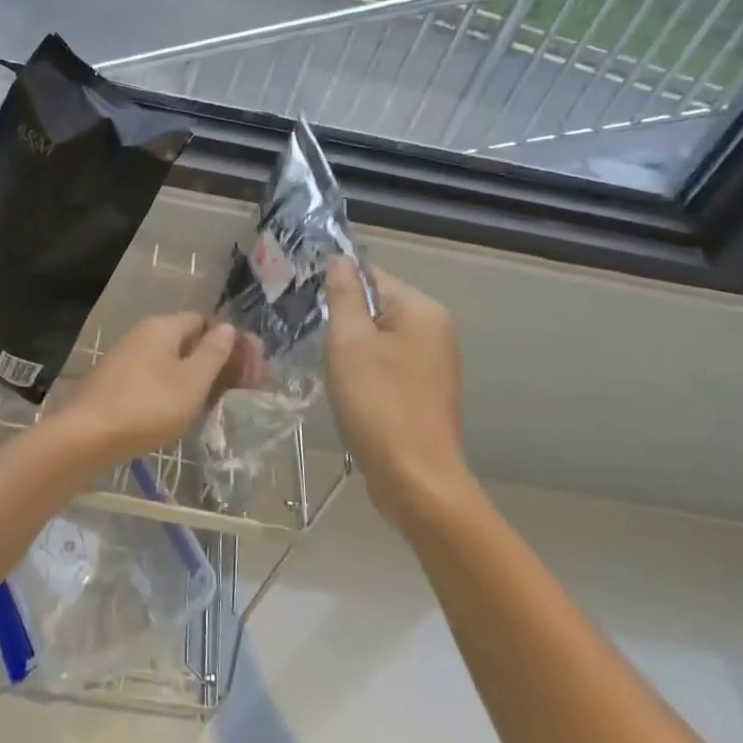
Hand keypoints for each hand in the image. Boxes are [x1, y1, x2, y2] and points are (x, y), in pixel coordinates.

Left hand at [53, 313, 242, 467]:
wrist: (87, 436)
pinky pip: (154, 377)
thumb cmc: (148, 406)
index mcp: (162, 327)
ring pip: (171, 361)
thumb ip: (213, 353)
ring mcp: (126, 358)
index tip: (249, 367)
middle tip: (239, 388)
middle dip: (215, 360)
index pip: (203, 321)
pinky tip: (180, 411)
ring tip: (214, 403)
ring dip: (195, 377)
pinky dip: (173, 388)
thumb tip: (228, 327)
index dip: (229, 341)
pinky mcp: (116, 382)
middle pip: (187, 340)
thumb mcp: (191, 382)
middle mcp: (143, 334)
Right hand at [324, 259, 473, 530]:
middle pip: (376, 308)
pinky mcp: (426, 394)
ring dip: (352, 351)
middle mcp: (435, 331)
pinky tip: (351, 395)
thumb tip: (340, 259)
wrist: (416, 483)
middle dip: (343, 323)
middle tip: (317, 344)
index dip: (336, 289)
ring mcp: (434, 365)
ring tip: (331, 372)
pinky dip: (366, 374)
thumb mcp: (349, 342)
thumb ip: (343, 295)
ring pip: (379, 340)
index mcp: (422, 310)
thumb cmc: (378, 404)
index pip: (371, 276)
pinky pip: (388, 367)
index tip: (307, 309)